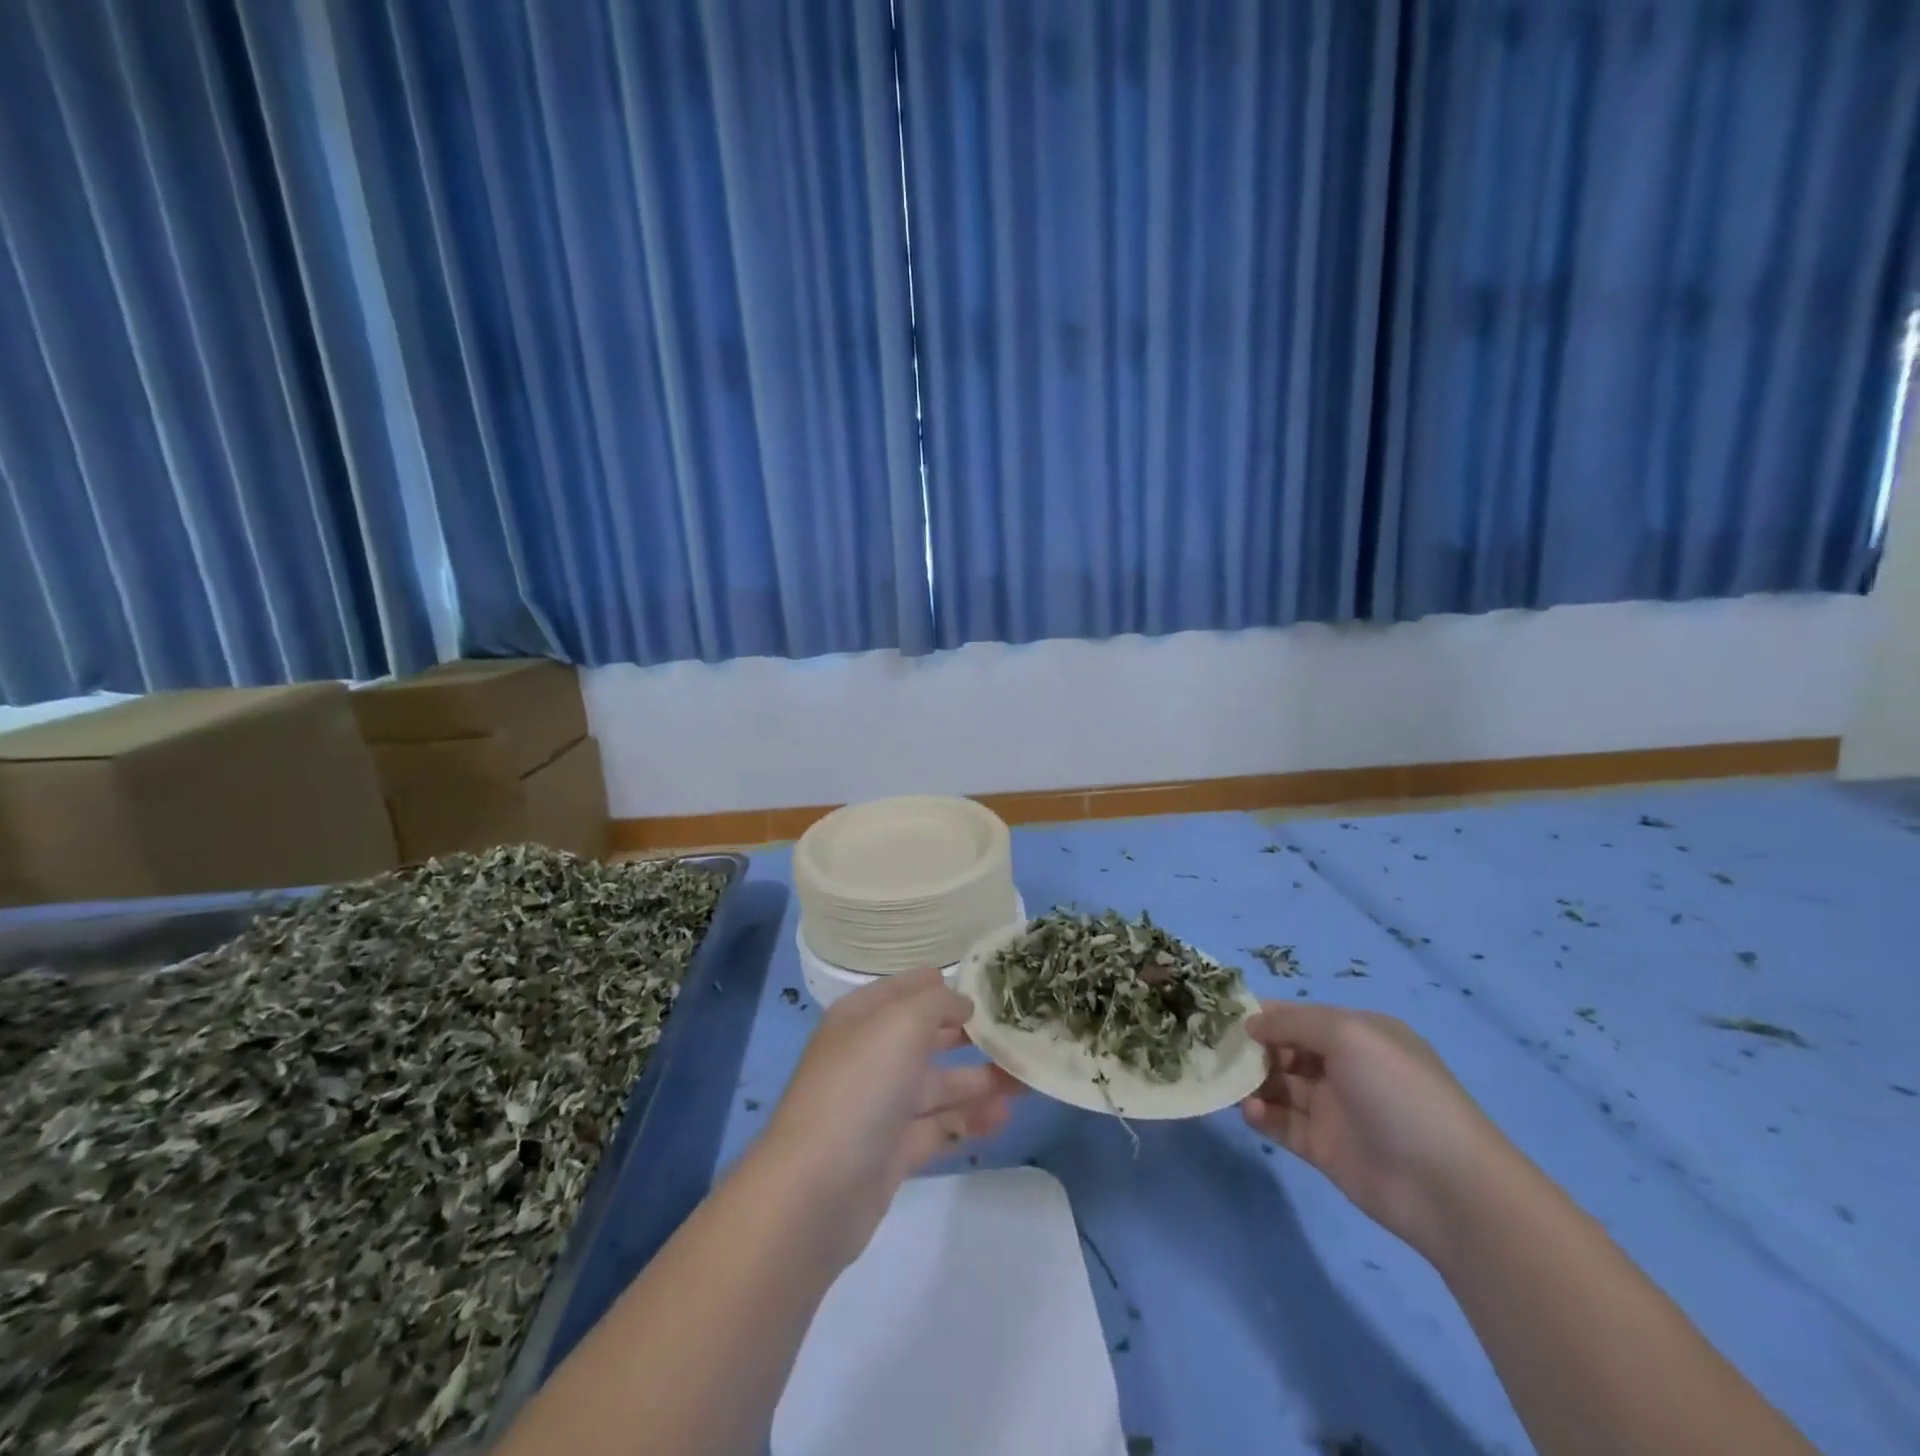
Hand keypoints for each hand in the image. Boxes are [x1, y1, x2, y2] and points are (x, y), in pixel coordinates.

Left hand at [759, 969, 1023, 1266]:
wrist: (816, 1191)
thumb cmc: (860, 1086)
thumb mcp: (902, 1023)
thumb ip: (937, 1002)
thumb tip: (961, 1002)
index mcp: (861, 1018)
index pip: (904, 990)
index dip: (939, 986)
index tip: (985, 987)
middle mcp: (868, 1057)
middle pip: (923, 1038)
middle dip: (967, 1035)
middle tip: (1015, 1034)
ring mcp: (878, 1107)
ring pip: (936, 1085)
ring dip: (978, 1081)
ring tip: (1025, 1081)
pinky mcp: (891, 1152)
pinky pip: (937, 1127)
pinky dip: (968, 1121)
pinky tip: (1003, 1117)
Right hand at [1241, 1002, 1513, 1258]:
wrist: (1448, 1187)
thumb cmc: (1398, 1092)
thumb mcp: (1348, 1034)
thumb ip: (1293, 1022)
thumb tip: (1251, 1024)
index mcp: (1358, 1034)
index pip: (1299, 1016)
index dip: (1264, 1015)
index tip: (1225, 1018)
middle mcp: (1345, 1067)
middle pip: (1285, 1049)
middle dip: (1252, 1048)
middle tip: (1219, 1052)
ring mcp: (1335, 1109)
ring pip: (1280, 1086)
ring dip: (1253, 1082)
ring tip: (1232, 1085)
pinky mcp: (1325, 1149)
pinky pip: (1283, 1124)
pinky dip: (1262, 1116)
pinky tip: (1252, 1113)